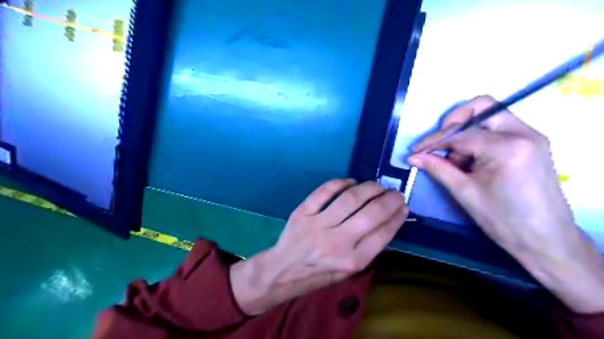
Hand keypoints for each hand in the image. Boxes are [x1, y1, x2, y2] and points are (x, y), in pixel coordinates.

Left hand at [229, 180, 407, 315]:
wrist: (283, 272)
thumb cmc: (319, 274)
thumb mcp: (348, 272)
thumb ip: (367, 248)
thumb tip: (388, 220)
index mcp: (352, 261)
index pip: (383, 233)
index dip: (397, 216)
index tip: (403, 206)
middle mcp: (337, 243)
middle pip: (371, 214)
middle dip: (389, 199)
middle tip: (395, 192)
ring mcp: (318, 225)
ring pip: (350, 199)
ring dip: (368, 188)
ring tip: (377, 185)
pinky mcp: (302, 213)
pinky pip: (324, 192)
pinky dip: (340, 183)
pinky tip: (350, 182)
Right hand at [409, 94, 600, 311]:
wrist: (545, 240)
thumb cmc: (503, 220)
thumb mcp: (464, 192)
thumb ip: (437, 168)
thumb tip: (413, 157)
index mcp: (508, 146)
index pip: (460, 133)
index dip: (433, 141)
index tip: (415, 151)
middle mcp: (524, 133)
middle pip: (481, 107)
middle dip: (453, 123)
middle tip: (438, 144)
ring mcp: (531, 136)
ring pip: (489, 117)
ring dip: (466, 133)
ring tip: (457, 163)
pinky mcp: (531, 143)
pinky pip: (498, 129)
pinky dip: (478, 140)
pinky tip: (471, 162)